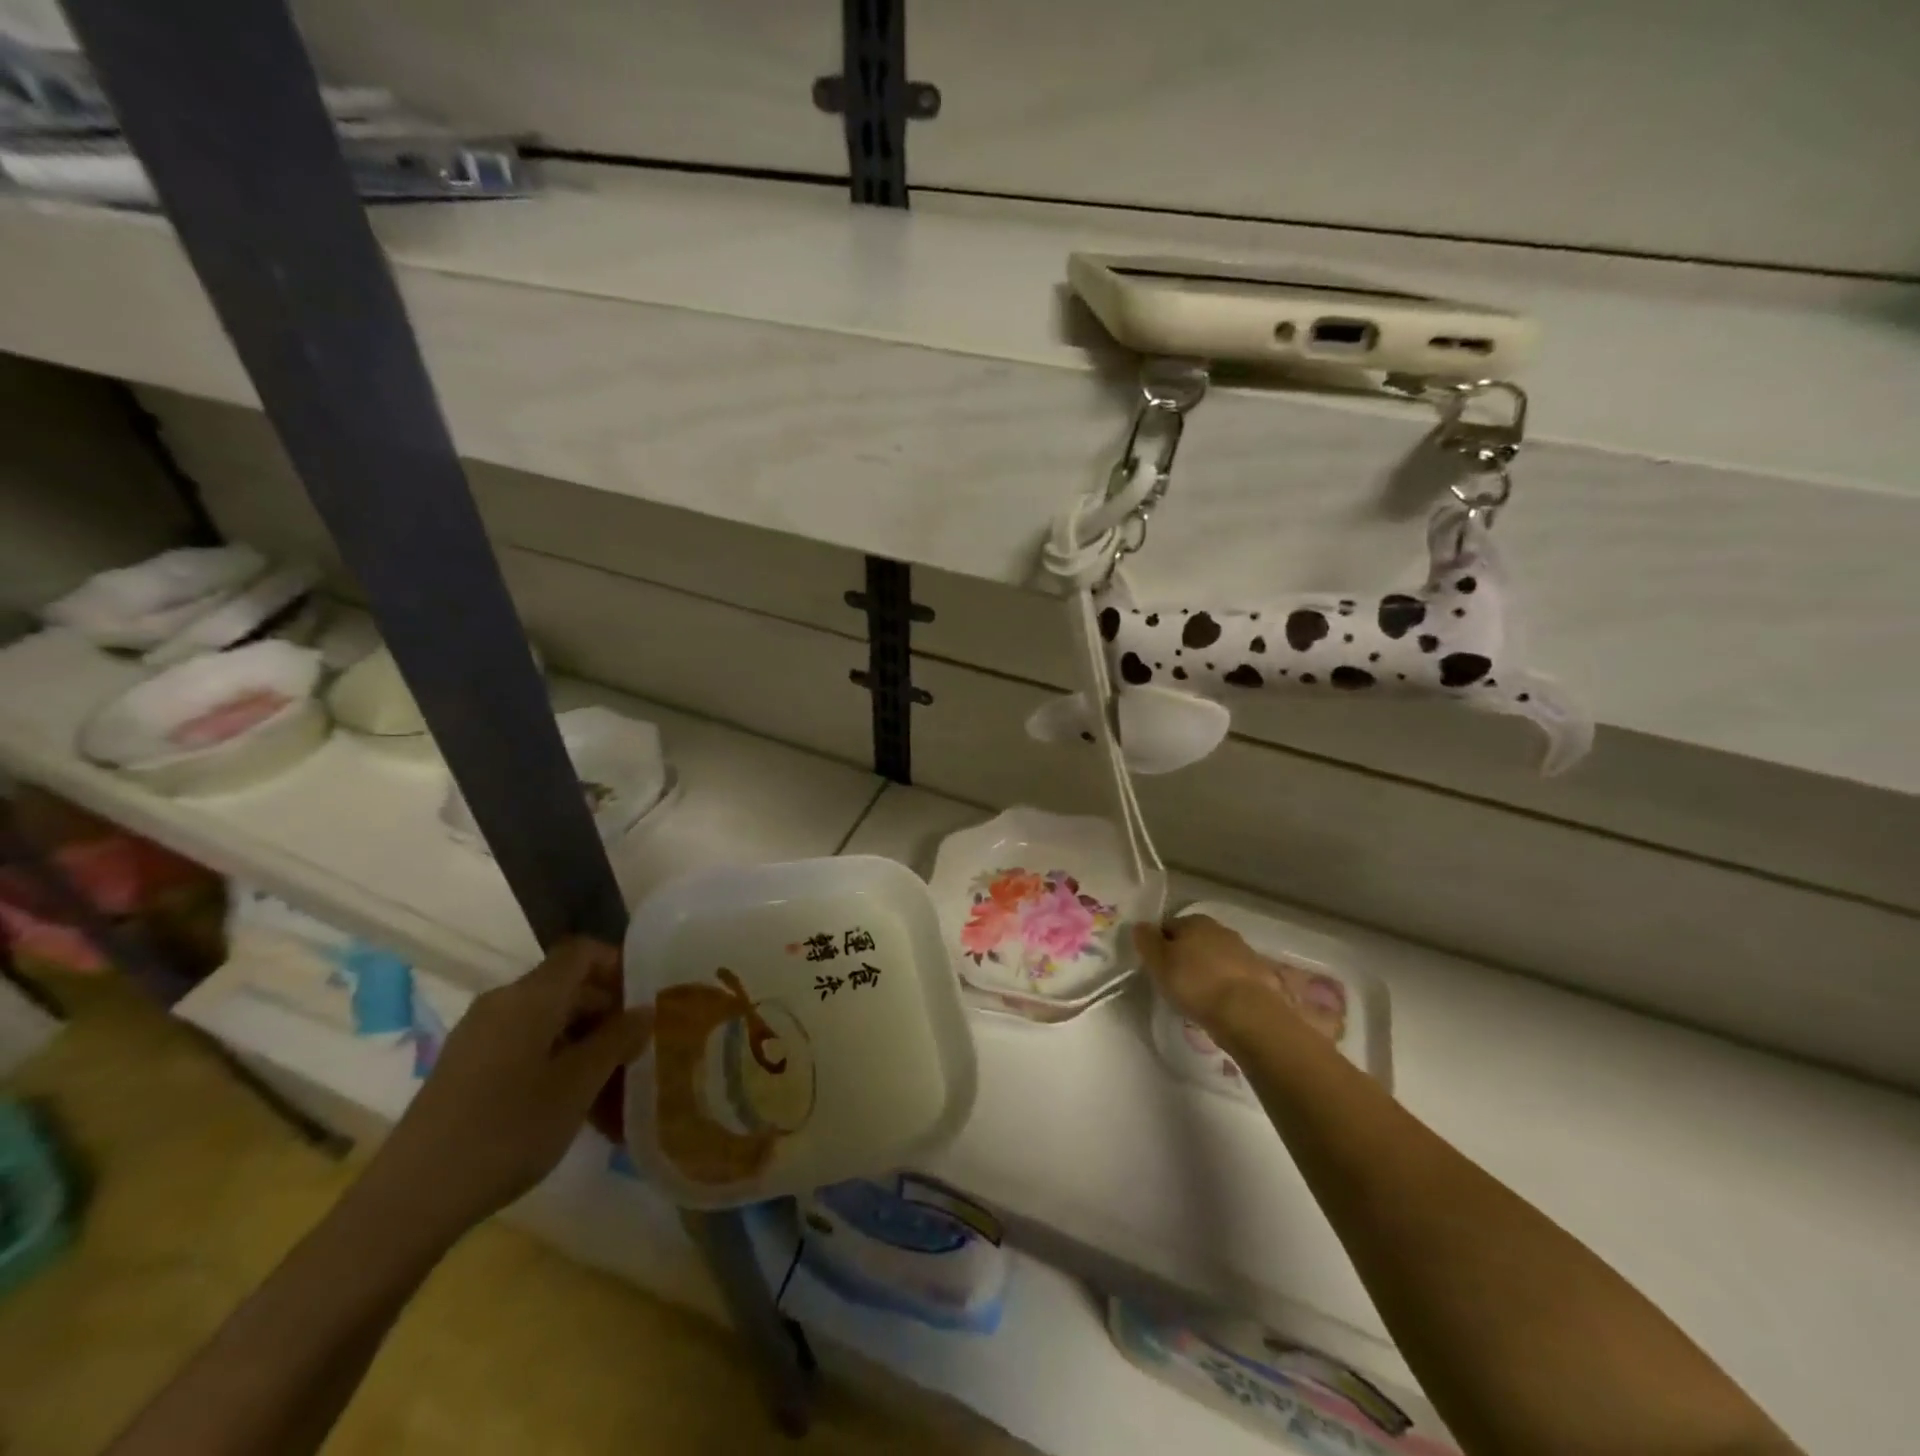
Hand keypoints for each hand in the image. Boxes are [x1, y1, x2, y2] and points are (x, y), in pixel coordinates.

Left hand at [364, 938, 652, 1242]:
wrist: (409, 1201)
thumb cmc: (507, 1131)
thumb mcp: (578, 1085)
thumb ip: (617, 1040)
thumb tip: (645, 1010)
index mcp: (530, 996)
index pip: (582, 952)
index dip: (618, 965)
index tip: (645, 1000)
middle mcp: (501, 1004)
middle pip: (566, 987)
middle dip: (607, 1013)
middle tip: (636, 1051)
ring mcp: (478, 1037)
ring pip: (547, 1021)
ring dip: (584, 1043)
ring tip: (609, 1087)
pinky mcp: (464, 1069)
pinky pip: (523, 1046)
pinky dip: (554, 1061)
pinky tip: (569, 1104)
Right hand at [1133, 914, 1311, 1038]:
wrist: (1247, 1012)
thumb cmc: (1195, 983)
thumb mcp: (1159, 962)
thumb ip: (1146, 941)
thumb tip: (1140, 926)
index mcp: (1195, 921)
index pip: (1168, 927)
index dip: (1158, 946)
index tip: (1156, 968)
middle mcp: (1221, 929)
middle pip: (1194, 941)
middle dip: (1184, 957)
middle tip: (1175, 983)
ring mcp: (1244, 951)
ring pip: (1215, 958)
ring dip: (1206, 972)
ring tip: (1198, 997)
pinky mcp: (1260, 976)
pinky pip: (1233, 977)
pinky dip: (1225, 986)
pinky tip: (1220, 1004)